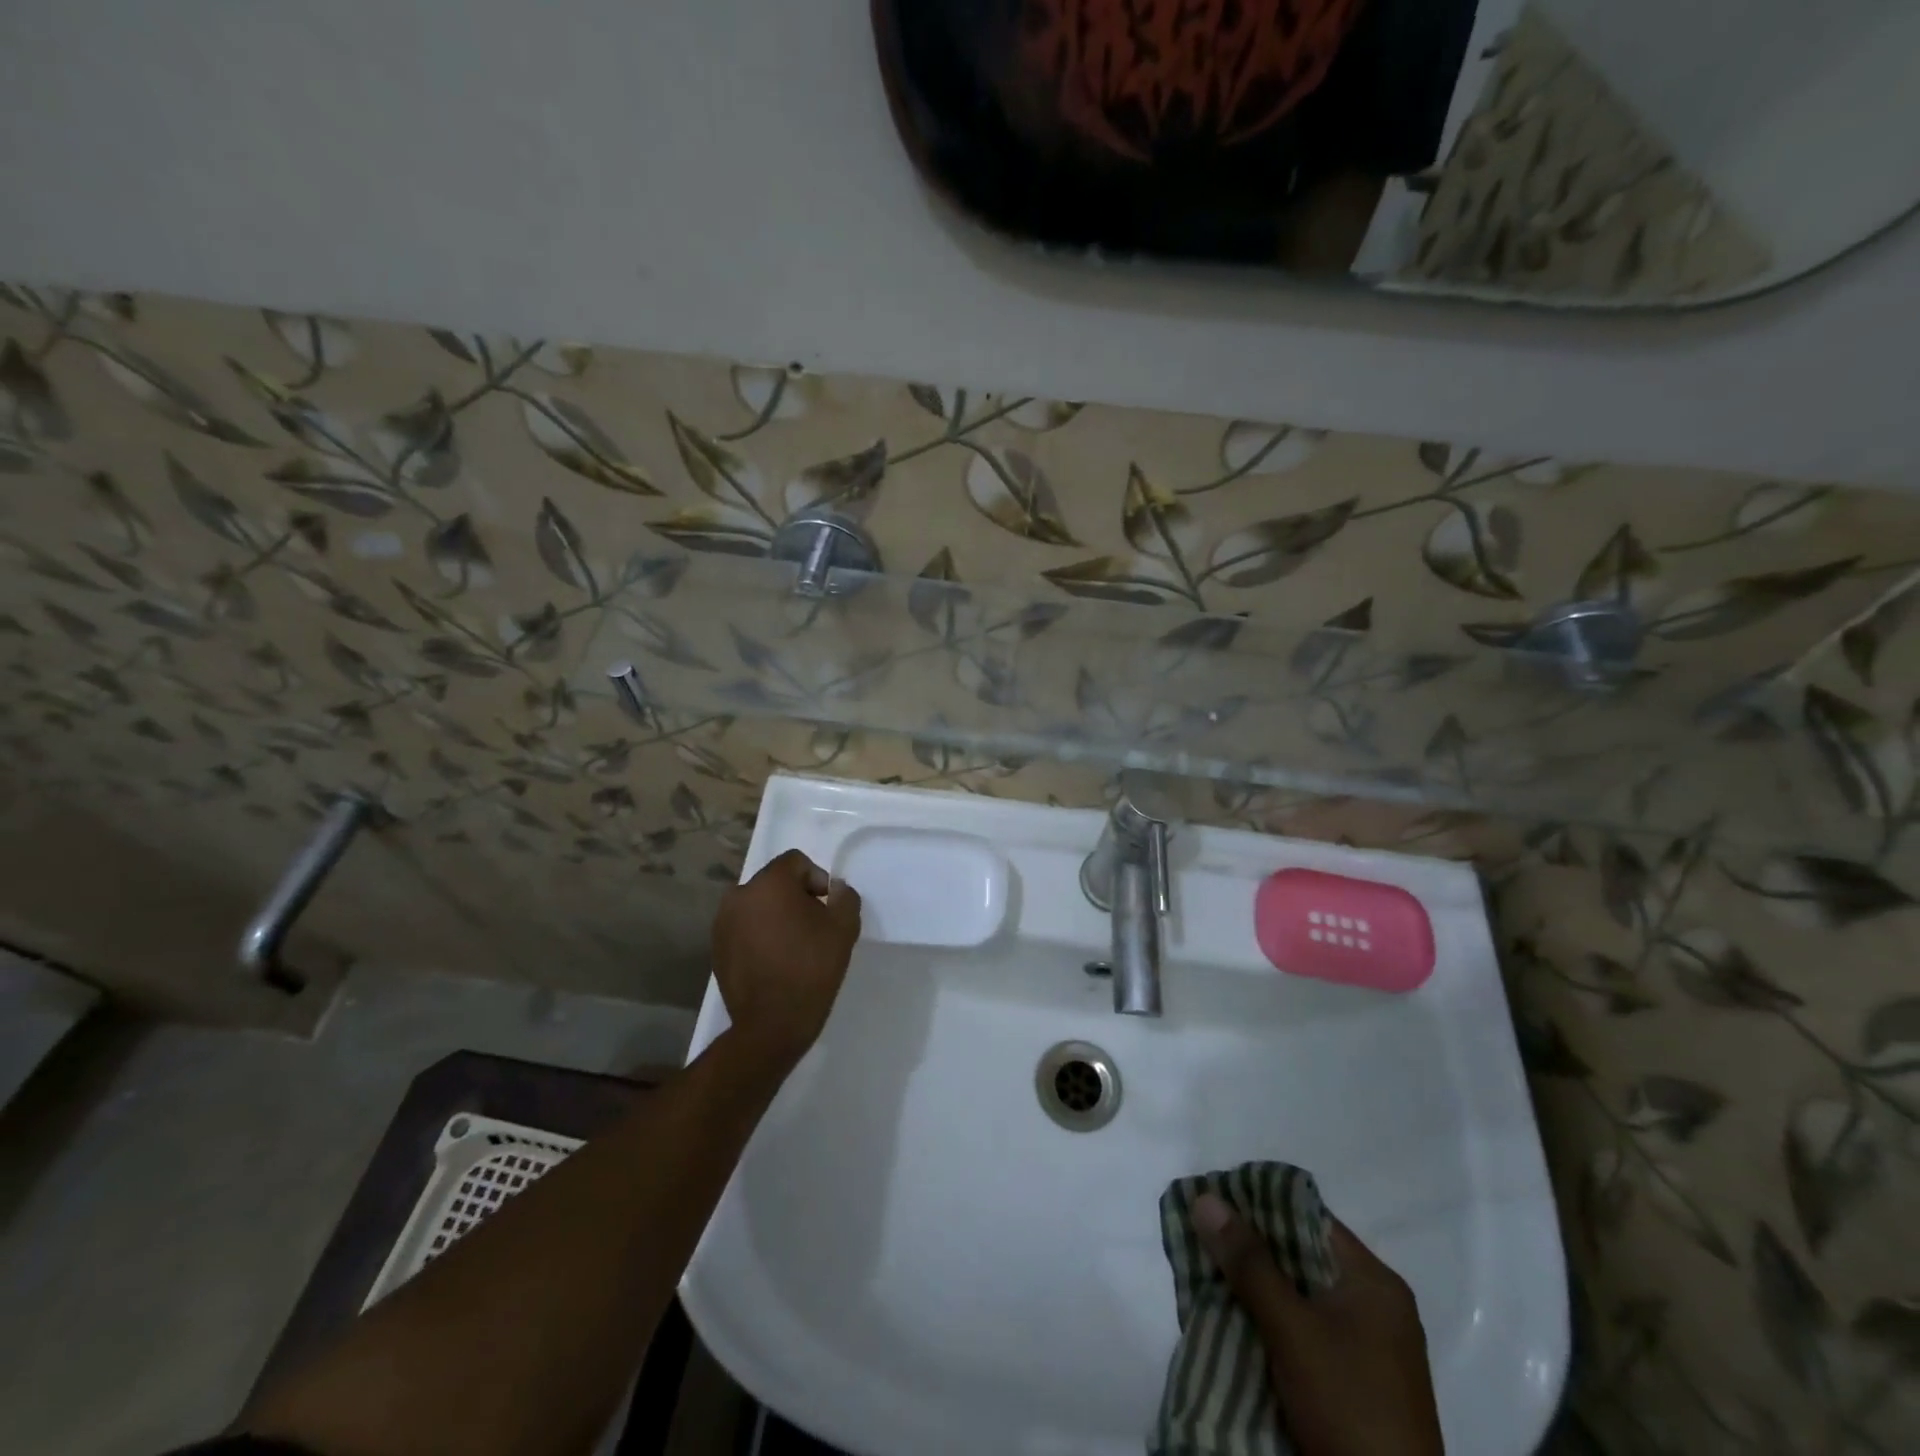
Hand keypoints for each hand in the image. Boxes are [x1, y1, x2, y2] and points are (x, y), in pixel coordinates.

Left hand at [712, 849, 861, 1068]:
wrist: (771, 1024)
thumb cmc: (811, 969)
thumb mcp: (844, 929)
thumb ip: (845, 897)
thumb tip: (835, 889)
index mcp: (770, 883)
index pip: (796, 862)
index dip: (817, 879)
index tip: (827, 907)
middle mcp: (740, 894)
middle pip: (775, 882)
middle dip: (796, 897)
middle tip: (814, 927)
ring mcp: (723, 922)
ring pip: (758, 905)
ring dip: (776, 915)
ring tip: (793, 946)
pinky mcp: (716, 947)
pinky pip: (744, 927)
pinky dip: (759, 934)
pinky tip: (774, 960)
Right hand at [1193, 1193, 1444, 1455]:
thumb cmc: (1348, 1406)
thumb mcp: (1293, 1330)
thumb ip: (1249, 1263)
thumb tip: (1205, 1198)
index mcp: (1374, 1282)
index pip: (1308, 1219)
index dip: (1260, 1204)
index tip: (1214, 1201)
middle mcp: (1374, 1306)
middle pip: (1301, 1256)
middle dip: (1250, 1248)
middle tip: (1201, 1236)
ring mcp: (1367, 1348)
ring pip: (1298, 1295)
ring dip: (1256, 1287)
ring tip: (1206, 1272)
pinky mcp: (1354, 1382)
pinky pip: (1303, 1330)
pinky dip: (1270, 1321)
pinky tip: (1233, 1318)